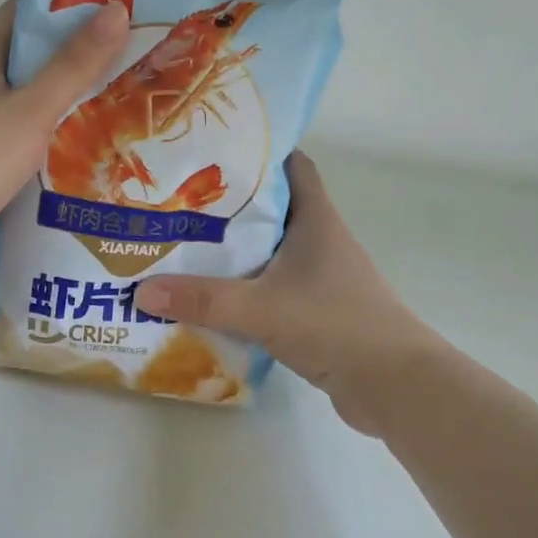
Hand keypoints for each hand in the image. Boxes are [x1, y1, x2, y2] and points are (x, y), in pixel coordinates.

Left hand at [0, 0, 129, 273]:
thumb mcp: (32, 107)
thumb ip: (74, 65)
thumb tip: (118, 11)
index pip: (21, 15)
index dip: (63, 7)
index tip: (109, 10)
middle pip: (26, 62)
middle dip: (72, 60)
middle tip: (126, 63)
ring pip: (24, 108)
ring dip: (62, 107)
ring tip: (116, 109)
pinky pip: (19, 146)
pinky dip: (47, 146)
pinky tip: (81, 158)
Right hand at [133, 153, 438, 434]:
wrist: (394, 385)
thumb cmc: (336, 325)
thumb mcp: (262, 308)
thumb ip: (204, 300)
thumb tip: (143, 291)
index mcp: (316, 220)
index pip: (293, 166)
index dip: (260, 153)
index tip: (213, 152)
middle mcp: (320, 242)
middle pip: (273, 210)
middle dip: (229, 207)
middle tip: (178, 206)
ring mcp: (321, 279)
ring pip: (270, 254)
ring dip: (234, 253)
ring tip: (182, 251)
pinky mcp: (317, 313)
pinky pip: (272, 291)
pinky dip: (245, 292)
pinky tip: (211, 302)